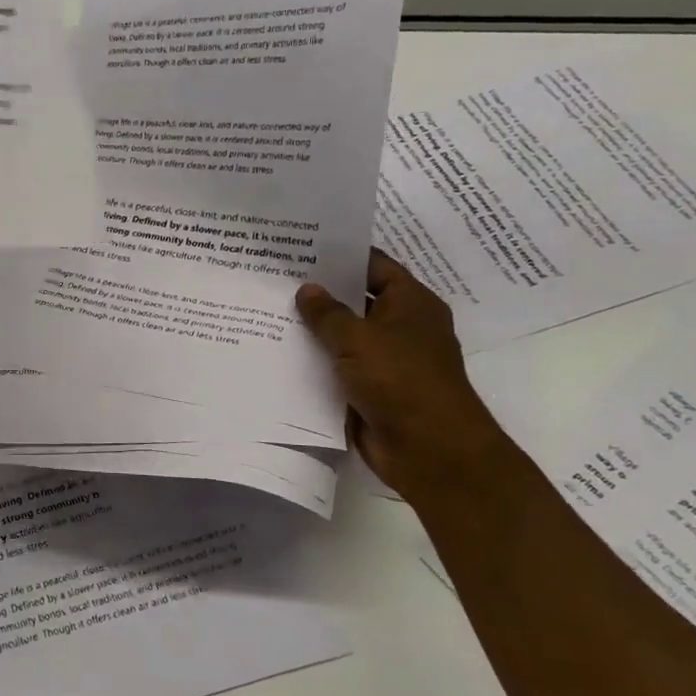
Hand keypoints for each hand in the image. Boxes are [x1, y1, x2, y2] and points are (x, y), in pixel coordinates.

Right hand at [296, 252, 512, 499]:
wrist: (429, 450)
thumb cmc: (400, 380)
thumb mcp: (358, 338)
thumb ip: (328, 313)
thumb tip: (307, 289)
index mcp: (410, 304)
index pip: (373, 265)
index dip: (340, 255)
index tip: (301, 246)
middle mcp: (401, 327)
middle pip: (355, 300)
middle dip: (319, 292)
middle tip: (274, 277)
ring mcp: (386, 360)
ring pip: (343, 337)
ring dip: (313, 330)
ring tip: (266, 311)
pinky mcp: (371, 390)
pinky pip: (338, 368)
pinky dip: (315, 362)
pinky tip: (277, 353)